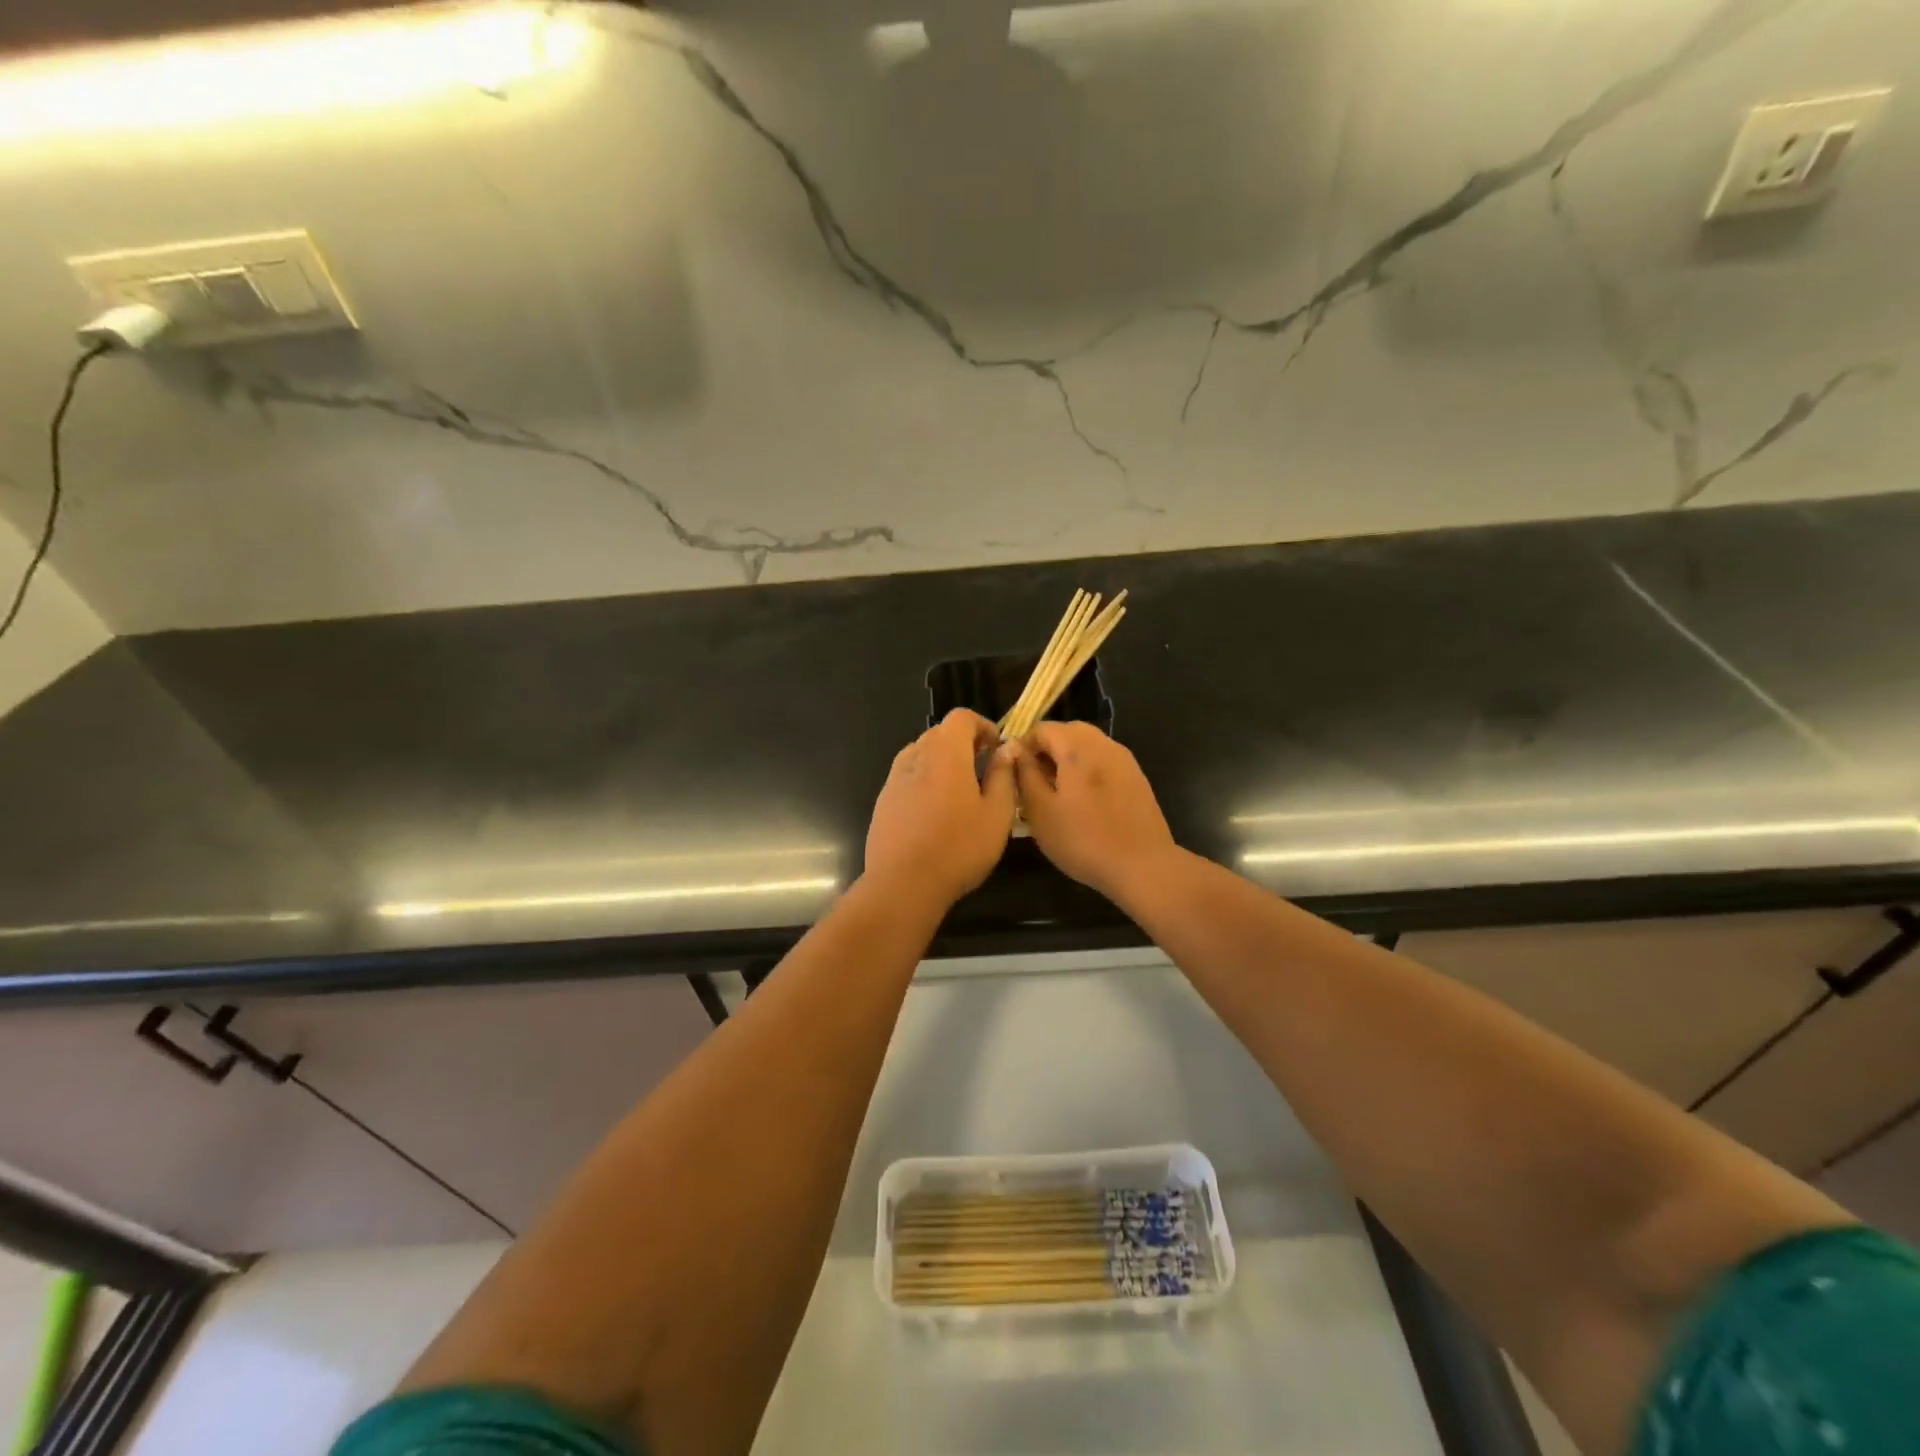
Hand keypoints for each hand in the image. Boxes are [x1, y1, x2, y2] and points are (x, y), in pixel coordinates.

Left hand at [865, 709, 1016, 905]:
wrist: (903, 884)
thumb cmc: (959, 847)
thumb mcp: (997, 814)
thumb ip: (1003, 775)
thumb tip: (1006, 750)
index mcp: (945, 753)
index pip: (961, 717)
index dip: (983, 725)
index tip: (997, 748)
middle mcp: (915, 757)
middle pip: (939, 733)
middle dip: (963, 743)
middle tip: (984, 769)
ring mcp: (894, 779)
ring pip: (920, 754)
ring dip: (942, 762)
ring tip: (960, 791)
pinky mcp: (883, 802)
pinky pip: (907, 778)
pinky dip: (924, 781)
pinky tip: (935, 812)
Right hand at [1010, 721, 1177, 903]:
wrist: (1142, 865)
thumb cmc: (1083, 839)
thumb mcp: (1040, 810)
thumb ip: (1025, 774)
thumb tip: (1015, 750)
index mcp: (1077, 748)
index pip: (1043, 727)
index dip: (1024, 744)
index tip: (1015, 770)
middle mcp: (1103, 745)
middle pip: (1069, 731)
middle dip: (1048, 747)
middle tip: (1035, 778)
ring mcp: (1125, 760)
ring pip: (1089, 744)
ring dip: (1069, 757)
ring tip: (1058, 789)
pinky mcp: (1137, 778)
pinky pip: (1105, 760)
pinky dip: (1089, 768)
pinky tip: (1085, 799)